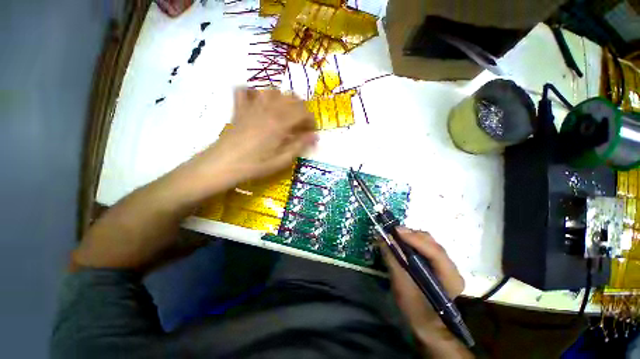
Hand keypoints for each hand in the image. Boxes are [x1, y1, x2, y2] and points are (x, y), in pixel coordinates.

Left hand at [192, 88, 316, 187]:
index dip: (311, 120)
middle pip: (291, 98)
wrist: (223, 164)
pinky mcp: (240, 108)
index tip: (311, 132)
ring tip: (285, 113)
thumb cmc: (255, 165)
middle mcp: (268, 109)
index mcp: (280, 123)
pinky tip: (259, 102)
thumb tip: (315, 136)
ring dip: (283, 100)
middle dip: (301, 109)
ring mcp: (252, 106)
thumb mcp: (281, 160)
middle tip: (300, 124)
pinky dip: (255, 93)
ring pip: (273, 91)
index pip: (303, 112)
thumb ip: (299, 146)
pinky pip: (247, 91)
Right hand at [383, 228, 471, 357]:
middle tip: (393, 231)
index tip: (395, 230)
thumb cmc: (415, 309)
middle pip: (432, 244)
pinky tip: (403, 242)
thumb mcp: (401, 284)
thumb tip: (381, 237)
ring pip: (430, 243)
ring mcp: (447, 266)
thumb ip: (392, 259)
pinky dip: (413, 242)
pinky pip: (426, 247)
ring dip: (412, 237)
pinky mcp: (439, 265)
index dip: (414, 239)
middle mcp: (452, 268)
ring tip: (396, 235)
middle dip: (412, 235)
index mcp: (450, 277)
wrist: (428, 326)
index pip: (434, 252)